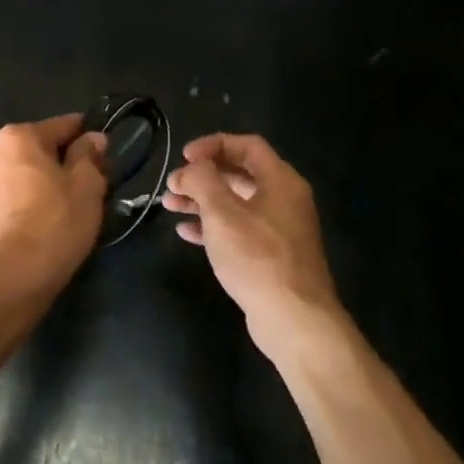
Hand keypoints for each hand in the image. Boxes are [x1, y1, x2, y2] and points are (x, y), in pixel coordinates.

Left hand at [0, 114, 108, 282]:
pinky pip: (16, 189)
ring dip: (48, 178)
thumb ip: (90, 154)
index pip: (63, 126)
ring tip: (72, 202)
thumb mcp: (87, 183)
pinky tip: (50, 214)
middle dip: (66, 159)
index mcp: (18, 136)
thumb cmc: (57, 220)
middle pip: (42, 147)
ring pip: (28, 169)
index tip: (106, 153)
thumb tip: (93, 139)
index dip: (88, 137)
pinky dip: (33, 195)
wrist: (19, 273)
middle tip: (92, 182)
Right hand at [163, 134, 339, 359]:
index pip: (247, 145)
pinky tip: (186, 233)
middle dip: (203, 175)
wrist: (294, 319)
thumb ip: (203, 181)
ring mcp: (280, 229)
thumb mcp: (222, 213)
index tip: (184, 156)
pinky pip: (239, 229)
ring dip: (202, 200)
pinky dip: (213, 226)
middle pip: (240, 173)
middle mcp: (285, 199)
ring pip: (236, 203)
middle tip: (173, 183)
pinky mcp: (272, 256)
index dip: (213, 144)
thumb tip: (191, 168)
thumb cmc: (257, 258)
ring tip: (169, 205)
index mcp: (280, 181)